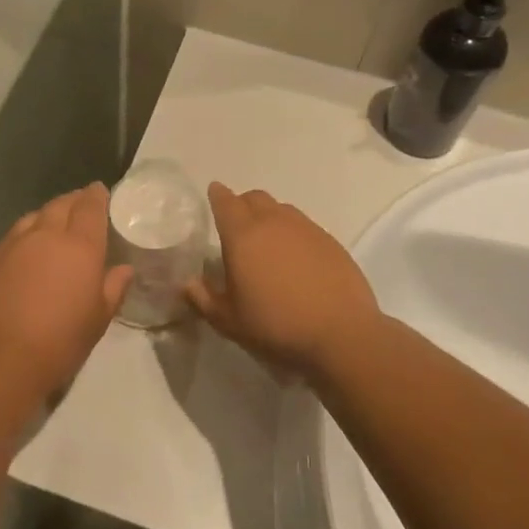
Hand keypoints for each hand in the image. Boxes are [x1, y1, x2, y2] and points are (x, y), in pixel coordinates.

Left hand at [0, 183, 131, 397]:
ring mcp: (12, 245)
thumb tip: (124, 269)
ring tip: (52, 223)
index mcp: (79, 246)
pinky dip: (24, 236)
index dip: (96, 196)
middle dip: (73, 200)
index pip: (90, 207)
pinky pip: (11, 238)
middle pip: (60, 205)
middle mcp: (45, 235)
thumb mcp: (98, 319)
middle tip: (80, 203)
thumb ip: (113, 288)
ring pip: (33, 217)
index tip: (100, 191)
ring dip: (46, 215)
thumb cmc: (59, 341)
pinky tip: (24, 251)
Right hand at [187, 183, 384, 375]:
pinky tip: (295, 259)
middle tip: (236, 226)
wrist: (341, 334)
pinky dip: (293, 233)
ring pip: (281, 209)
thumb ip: (203, 298)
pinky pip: (304, 226)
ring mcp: (306, 228)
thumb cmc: (276, 326)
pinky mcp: (330, 241)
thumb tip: (187, 282)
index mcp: (243, 235)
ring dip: (269, 217)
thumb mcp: (228, 321)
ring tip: (267, 244)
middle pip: (254, 198)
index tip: (213, 195)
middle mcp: (274, 222)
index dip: (217, 196)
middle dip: (242, 204)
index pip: (225, 201)